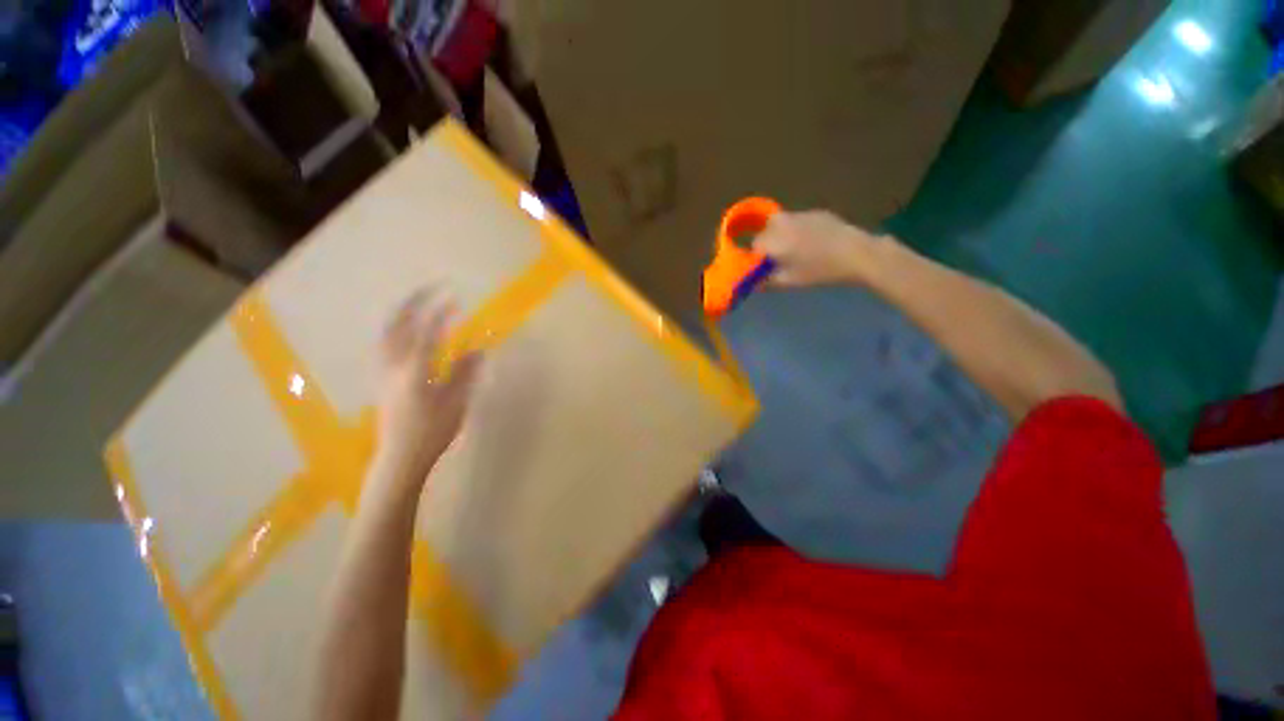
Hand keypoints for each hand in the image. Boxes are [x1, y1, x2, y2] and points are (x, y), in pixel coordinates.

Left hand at [375, 286, 481, 478]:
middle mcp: (393, 366)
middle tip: (429, 289)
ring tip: (415, 303)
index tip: (453, 298)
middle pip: (397, 326)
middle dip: (412, 303)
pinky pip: (383, 344)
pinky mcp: (380, 380)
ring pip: (385, 334)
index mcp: (415, 371)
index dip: (440, 313)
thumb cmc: (432, 431)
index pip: (427, 332)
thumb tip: (478, 348)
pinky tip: (402, 330)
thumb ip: (465, 372)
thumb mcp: (456, 402)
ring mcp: (383, 372)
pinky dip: (393, 329)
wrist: (401, 456)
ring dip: (400, 313)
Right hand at [752, 210, 886, 287]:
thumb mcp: (789, 281)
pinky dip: (797, 230)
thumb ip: (767, 281)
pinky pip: (797, 221)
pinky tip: (812, 242)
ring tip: (797, 250)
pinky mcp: (815, 212)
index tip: (765, 267)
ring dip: (782, 236)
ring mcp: (799, 215)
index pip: (754, 246)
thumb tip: (756, 282)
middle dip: (768, 244)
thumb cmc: (819, 271)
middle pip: (765, 231)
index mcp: (773, 240)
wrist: (856, 253)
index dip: (758, 257)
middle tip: (780, 259)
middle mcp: (782, 223)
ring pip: (781, 224)